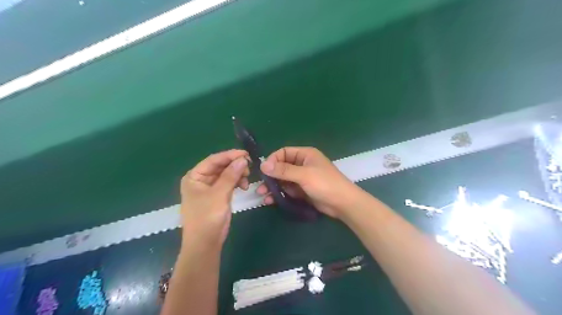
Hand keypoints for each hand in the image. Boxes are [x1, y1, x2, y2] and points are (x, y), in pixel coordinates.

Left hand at [181, 150, 248, 248]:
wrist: (205, 243)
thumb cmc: (207, 217)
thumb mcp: (219, 194)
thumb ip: (231, 175)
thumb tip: (243, 159)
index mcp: (194, 176)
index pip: (213, 160)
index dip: (230, 155)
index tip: (246, 154)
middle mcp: (201, 179)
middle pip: (220, 166)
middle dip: (235, 166)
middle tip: (249, 167)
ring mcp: (210, 188)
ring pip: (226, 174)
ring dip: (237, 175)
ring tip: (246, 181)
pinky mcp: (218, 195)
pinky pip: (228, 183)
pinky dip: (237, 183)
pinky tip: (244, 186)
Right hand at [257, 145, 362, 217]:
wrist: (342, 203)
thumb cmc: (325, 183)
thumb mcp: (304, 175)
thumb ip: (284, 170)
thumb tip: (263, 165)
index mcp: (305, 154)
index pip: (283, 152)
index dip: (272, 160)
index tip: (263, 171)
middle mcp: (302, 164)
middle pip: (281, 167)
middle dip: (270, 176)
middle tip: (260, 186)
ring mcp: (302, 178)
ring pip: (283, 180)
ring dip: (273, 186)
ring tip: (262, 195)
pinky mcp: (302, 190)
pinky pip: (288, 190)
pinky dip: (279, 194)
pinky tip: (271, 200)